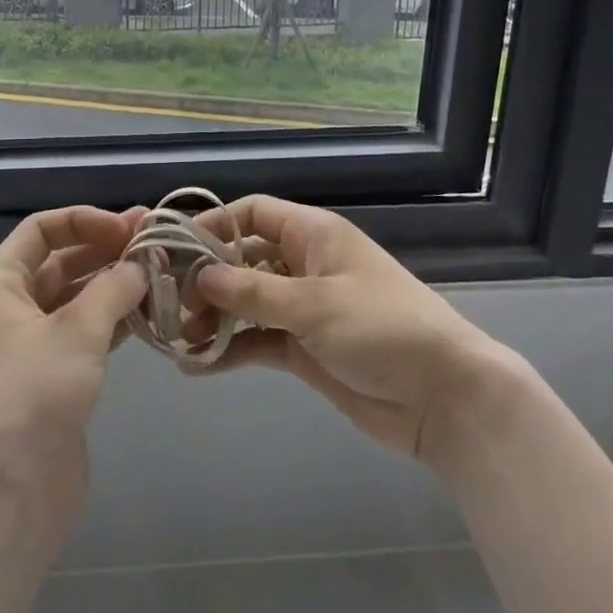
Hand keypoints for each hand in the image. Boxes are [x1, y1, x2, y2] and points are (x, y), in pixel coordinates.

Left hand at [0, 206, 147, 520]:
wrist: (7, 492)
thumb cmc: (33, 393)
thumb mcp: (78, 328)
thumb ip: (115, 286)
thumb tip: (142, 264)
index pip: (42, 229)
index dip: (85, 220)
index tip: (129, 229)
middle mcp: (9, 307)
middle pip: (61, 261)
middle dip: (107, 249)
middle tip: (157, 244)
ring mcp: (29, 345)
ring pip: (76, 298)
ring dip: (115, 285)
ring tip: (162, 276)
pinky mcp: (51, 378)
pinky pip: (84, 333)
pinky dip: (114, 320)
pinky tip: (150, 315)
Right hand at [191, 196, 511, 463]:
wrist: (443, 398)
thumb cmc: (383, 329)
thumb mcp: (315, 304)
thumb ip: (254, 291)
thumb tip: (201, 277)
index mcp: (314, 235)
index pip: (254, 214)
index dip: (215, 226)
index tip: (175, 250)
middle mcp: (304, 265)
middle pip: (243, 259)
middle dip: (207, 278)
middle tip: (168, 303)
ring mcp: (303, 309)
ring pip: (246, 303)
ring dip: (213, 317)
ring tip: (175, 338)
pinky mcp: (304, 349)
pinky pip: (258, 341)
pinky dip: (231, 350)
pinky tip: (197, 366)